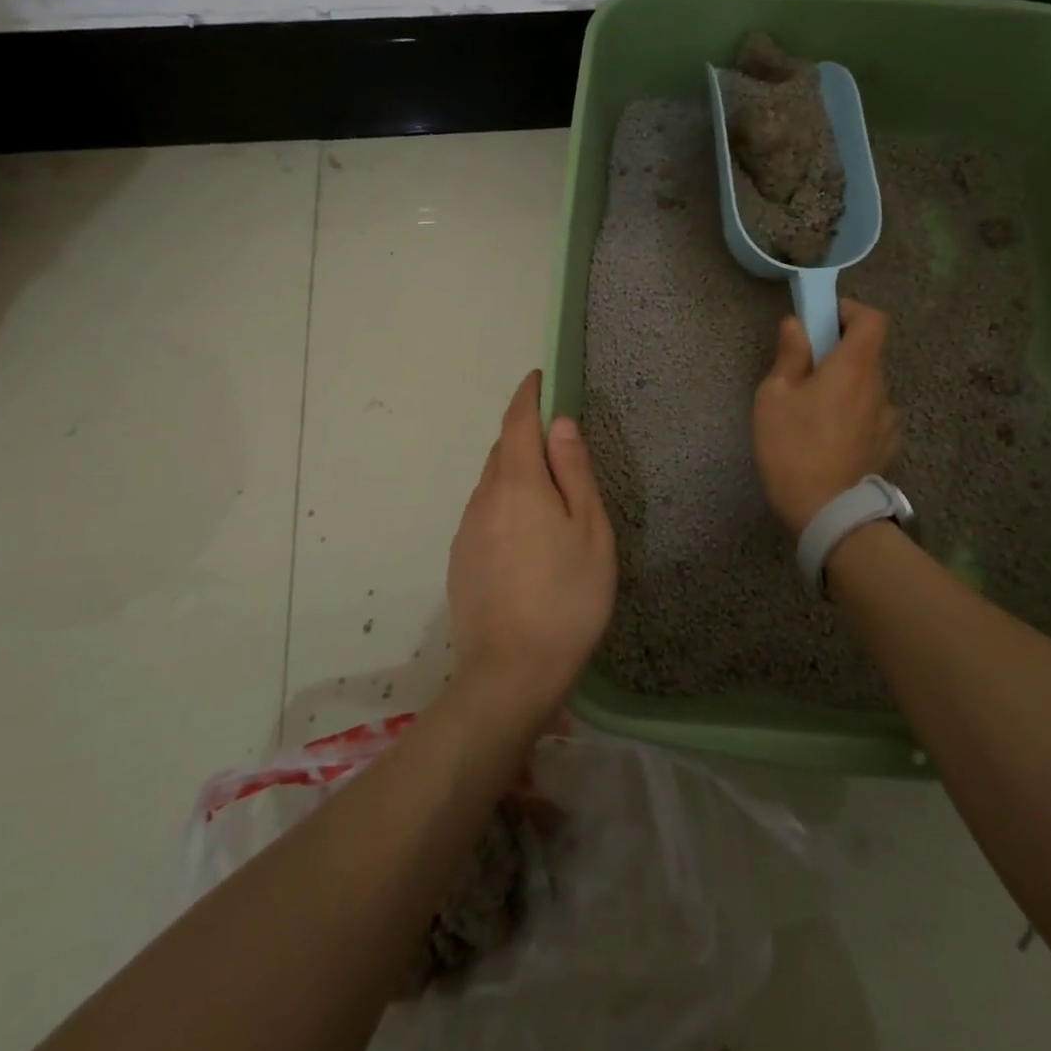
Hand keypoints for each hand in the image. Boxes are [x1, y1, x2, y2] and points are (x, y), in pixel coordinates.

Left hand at [446, 371, 616, 729]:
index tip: (538, 378)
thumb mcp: (590, 530)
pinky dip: (504, 505)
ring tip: (548, 497)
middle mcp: (483, 498)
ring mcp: (466, 531)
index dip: (527, 396)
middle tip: (557, 443)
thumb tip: (560, 424)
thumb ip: (574, 472)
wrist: (511, 673)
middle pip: (501, 452)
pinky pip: (484, 514)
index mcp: (517, 484)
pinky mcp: (460, 560)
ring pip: (491, 484)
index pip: (516, 422)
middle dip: (523, 435)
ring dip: (515, 473)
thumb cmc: (568, 596)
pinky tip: (526, 537)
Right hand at [753, 299, 900, 536]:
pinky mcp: (888, 446)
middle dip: (838, 355)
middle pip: (867, 354)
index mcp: (854, 367)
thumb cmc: (793, 447)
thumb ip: (790, 356)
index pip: (872, 319)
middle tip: (805, 373)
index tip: (824, 320)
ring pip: (867, 388)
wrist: (827, 512)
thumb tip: (796, 325)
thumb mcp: (775, 397)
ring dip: (846, 388)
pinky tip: (830, 440)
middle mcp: (880, 386)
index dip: (850, 311)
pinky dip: (854, 415)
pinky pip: (871, 416)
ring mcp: (889, 419)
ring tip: (814, 414)